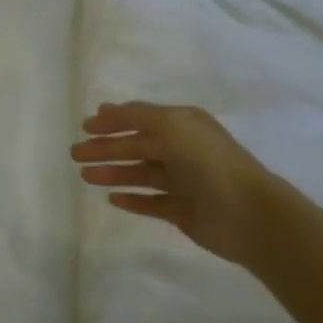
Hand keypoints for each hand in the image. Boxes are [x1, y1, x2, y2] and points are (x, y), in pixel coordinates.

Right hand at [71, 102, 286, 264]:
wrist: (246, 213)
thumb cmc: (207, 162)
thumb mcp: (171, 126)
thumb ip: (136, 116)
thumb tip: (105, 110)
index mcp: (183, 124)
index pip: (140, 118)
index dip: (112, 121)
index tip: (84, 126)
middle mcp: (183, 150)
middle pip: (136, 146)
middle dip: (106, 148)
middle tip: (75, 154)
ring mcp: (183, 182)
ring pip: (140, 174)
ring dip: (113, 172)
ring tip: (86, 176)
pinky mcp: (183, 211)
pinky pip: (151, 202)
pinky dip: (132, 199)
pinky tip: (112, 199)